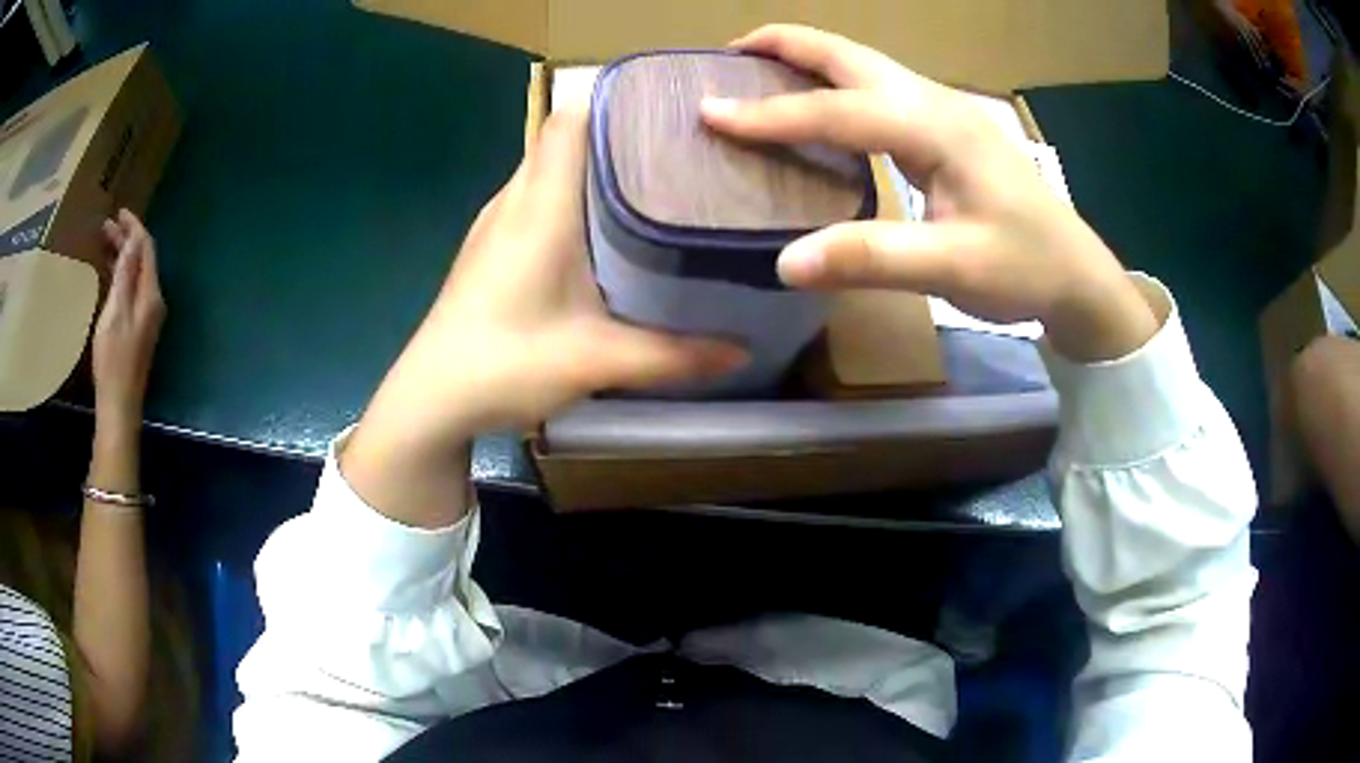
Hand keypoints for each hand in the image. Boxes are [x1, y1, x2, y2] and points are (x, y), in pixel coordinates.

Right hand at [92, 210, 164, 434]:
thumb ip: (125, 276)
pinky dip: (121, 274)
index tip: (119, 211)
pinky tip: (109, 271)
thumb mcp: (115, 313)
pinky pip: (131, 289)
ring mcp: (146, 316)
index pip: (146, 248)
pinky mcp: (137, 328)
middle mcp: (153, 301)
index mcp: (151, 295)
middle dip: (126, 239)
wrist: (119, 406)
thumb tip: (133, 240)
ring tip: (105, 240)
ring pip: (135, 274)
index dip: (134, 227)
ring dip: (122, 255)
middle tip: (106, 225)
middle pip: (141, 259)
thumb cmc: (114, 361)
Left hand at [342, 110, 744, 525]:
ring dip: (592, 168)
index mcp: (540, 206)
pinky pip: (533, 199)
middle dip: (617, 135)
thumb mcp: (598, 361)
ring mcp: (494, 223)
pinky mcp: (487, 247)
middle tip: (677, 151)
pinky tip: (597, 231)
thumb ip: (675, 356)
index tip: (667, 111)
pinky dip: (568, 198)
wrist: (431, 399)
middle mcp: (513, 200)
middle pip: (563, 139)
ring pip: (547, 169)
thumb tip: (742, 351)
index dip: (615, 103)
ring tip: (649, 182)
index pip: (570, 120)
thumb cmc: (506, 364)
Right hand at [700, 25, 1157, 360]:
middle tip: (726, 58)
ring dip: (807, 59)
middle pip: (848, 54)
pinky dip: (832, 85)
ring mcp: (941, 112)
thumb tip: (785, 262)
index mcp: (934, 126)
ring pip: (862, 66)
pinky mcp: (944, 131)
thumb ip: (873, 259)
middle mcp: (933, 103)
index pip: (835, 109)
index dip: (769, 113)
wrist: (1075, 273)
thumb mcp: (953, 268)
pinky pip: (876, 90)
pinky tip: (818, 108)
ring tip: (757, 72)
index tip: (707, 113)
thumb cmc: (1024, 267)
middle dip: (785, 45)